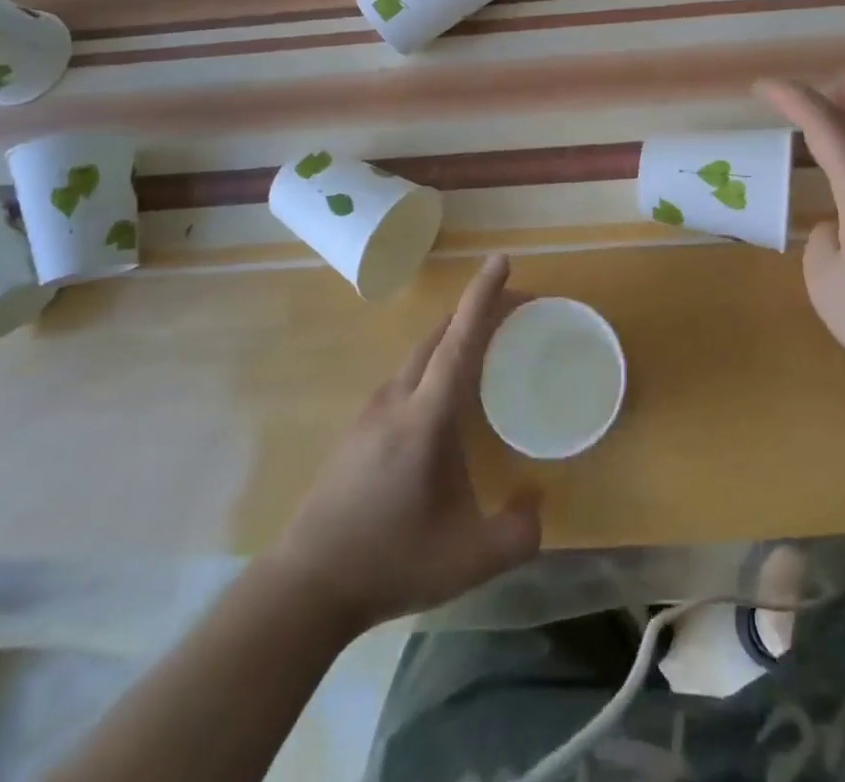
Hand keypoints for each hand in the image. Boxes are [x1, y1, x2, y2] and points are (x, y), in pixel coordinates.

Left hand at [274, 256, 540, 632]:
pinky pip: (407, 375)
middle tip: (515, 312)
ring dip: (455, 336)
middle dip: (477, 311)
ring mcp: (373, 410)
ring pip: (420, 353)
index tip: (501, 260)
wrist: (307, 584)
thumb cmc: (391, 561)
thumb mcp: (469, 560)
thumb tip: (538, 500)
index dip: (482, 297)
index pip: (459, 341)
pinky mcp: (360, 426)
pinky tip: (446, 395)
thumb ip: (518, 532)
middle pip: (440, 335)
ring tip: (488, 347)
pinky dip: (436, 362)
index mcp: (425, 417)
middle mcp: (397, 398)